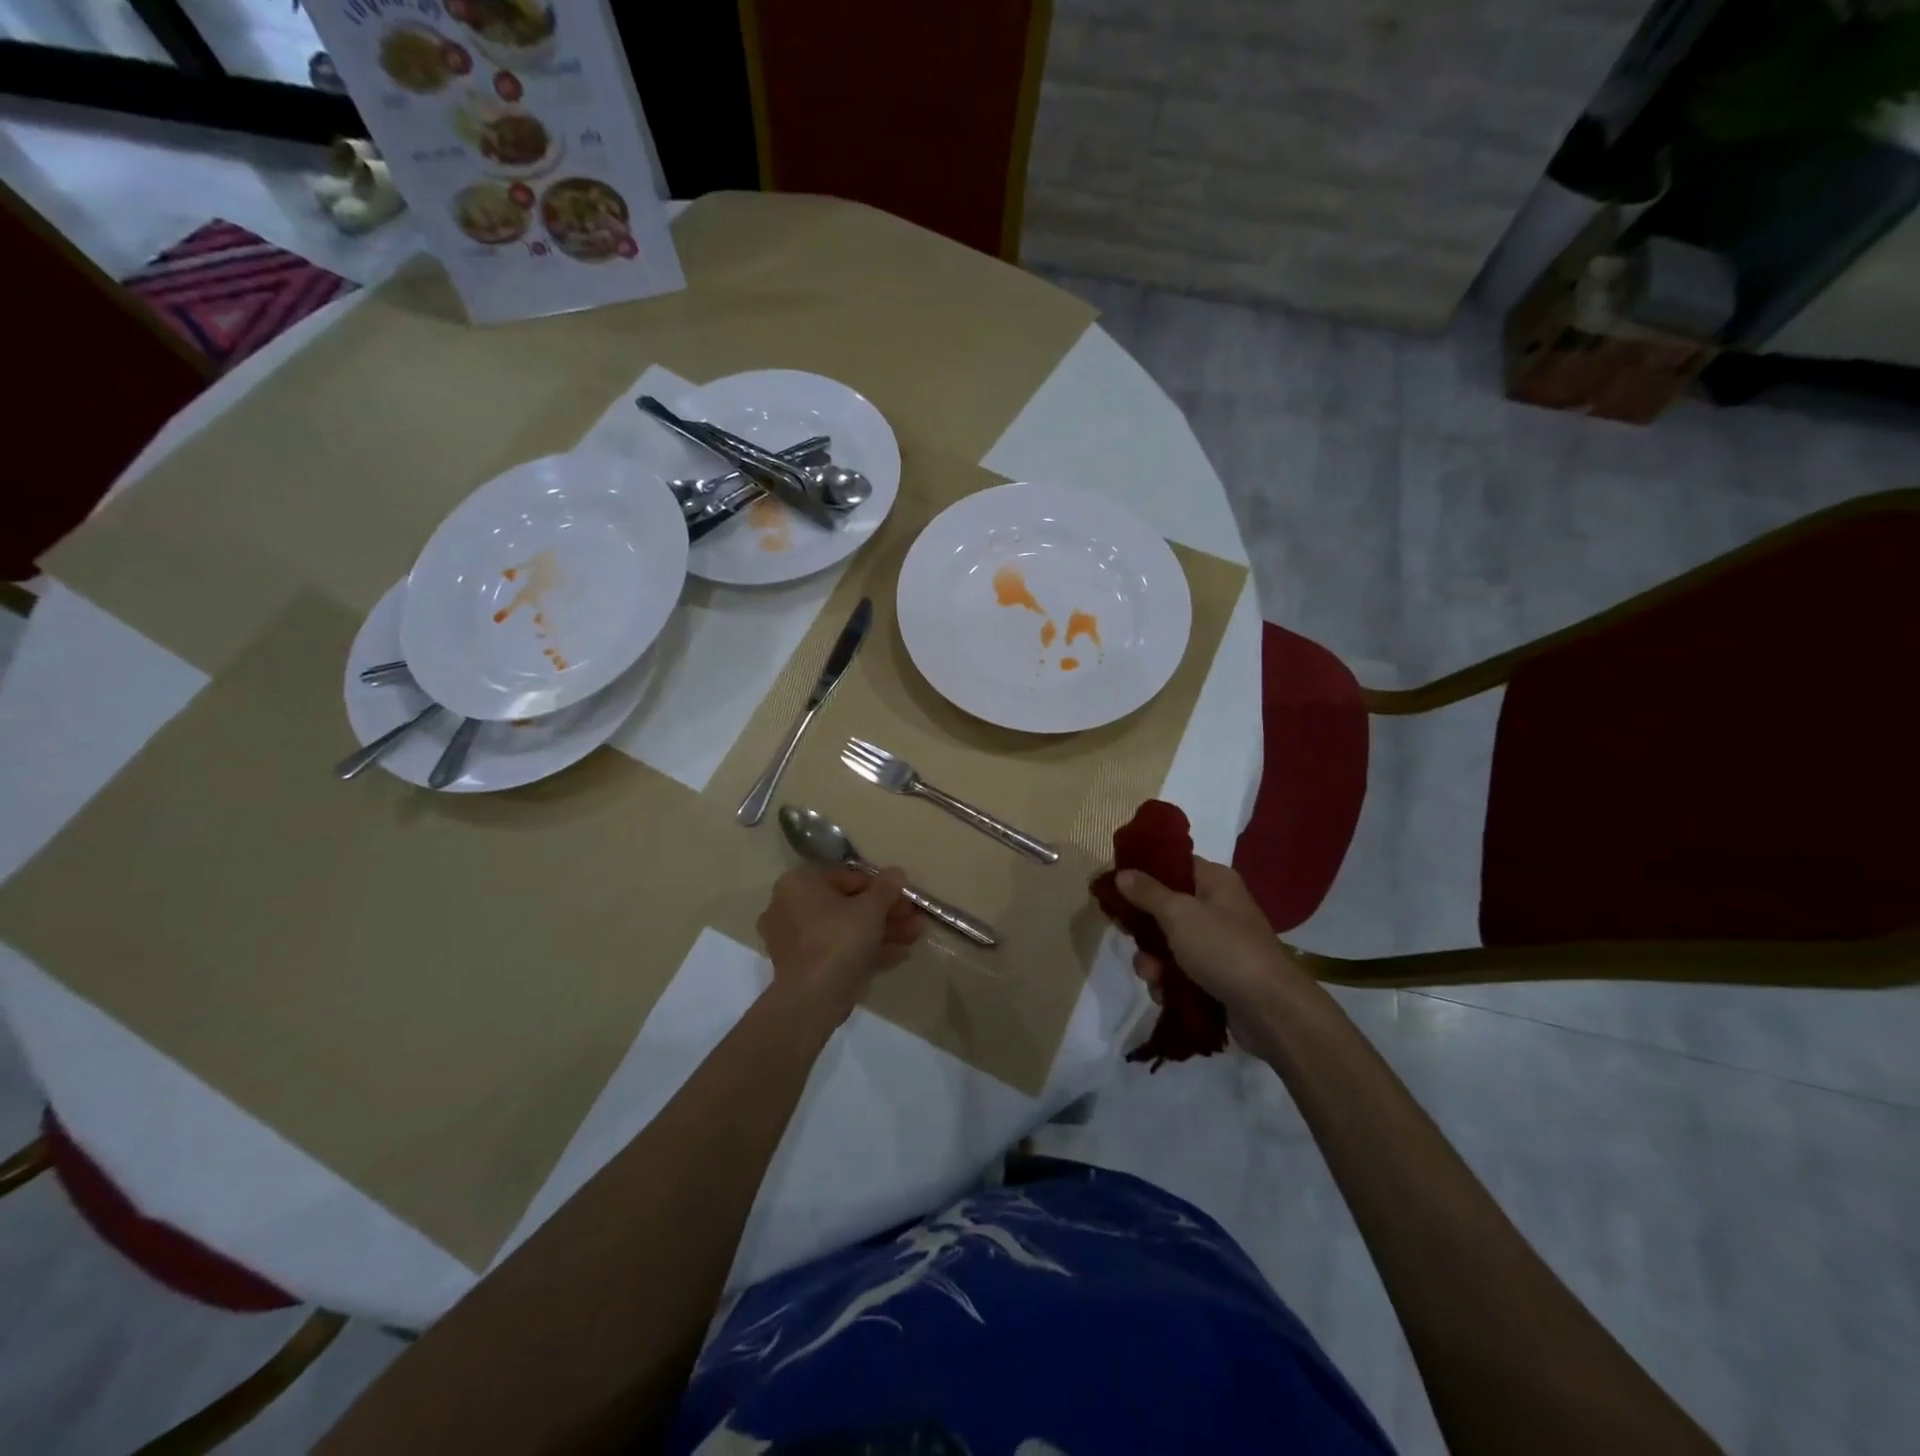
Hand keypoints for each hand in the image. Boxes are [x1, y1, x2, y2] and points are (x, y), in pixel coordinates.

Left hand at [757, 866, 920, 1019]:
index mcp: (800, 885)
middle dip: (886, 912)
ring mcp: (798, 942)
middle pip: (848, 905)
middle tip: (915, 917)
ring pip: (848, 930)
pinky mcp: (808, 969)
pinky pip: (842, 952)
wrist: (811, 999)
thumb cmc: (838, 939)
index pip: (847, 877)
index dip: (881, 886)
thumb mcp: (870, 908)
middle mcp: (792, 908)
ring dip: (884, 931)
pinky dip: (869, 951)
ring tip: (918, 934)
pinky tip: (902, 953)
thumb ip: (886, 888)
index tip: (905, 896)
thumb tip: (896, 873)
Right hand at [1117, 858, 1308, 1048]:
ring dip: (1153, 959)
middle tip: (1128, 935)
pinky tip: (1163, 993)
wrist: (1270, 1010)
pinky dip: (1168, 981)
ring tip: (1152, 975)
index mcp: (1215, 881)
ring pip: (1169, 943)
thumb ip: (1147, 892)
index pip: (1174, 865)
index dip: (1144, 872)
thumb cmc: (1223, 948)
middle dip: (1144, 927)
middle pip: (1166, 906)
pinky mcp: (1216, 976)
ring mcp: (1218, 944)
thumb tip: (1122, 873)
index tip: (1116, 885)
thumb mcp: (1179, 913)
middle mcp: (1217, 907)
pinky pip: (1180, 971)